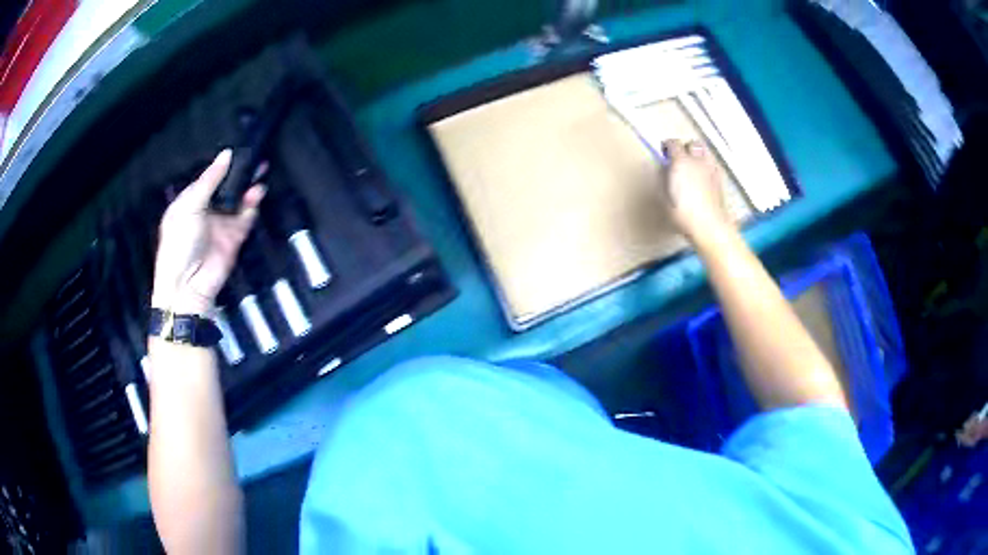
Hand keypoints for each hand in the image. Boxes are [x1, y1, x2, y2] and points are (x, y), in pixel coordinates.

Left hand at [151, 150, 265, 314]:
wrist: (188, 285)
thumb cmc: (179, 243)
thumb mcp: (189, 206)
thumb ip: (209, 180)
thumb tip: (226, 154)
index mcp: (190, 201)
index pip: (208, 177)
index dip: (222, 165)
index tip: (237, 150)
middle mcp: (206, 210)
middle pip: (226, 187)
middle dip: (239, 174)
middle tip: (254, 158)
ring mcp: (221, 224)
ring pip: (238, 200)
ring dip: (247, 187)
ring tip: (259, 171)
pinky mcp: (234, 237)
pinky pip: (245, 218)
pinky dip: (252, 206)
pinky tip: (256, 193)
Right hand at [658, 139, 731, 239]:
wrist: (710, 226)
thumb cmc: (683, 214)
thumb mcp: (664, 197)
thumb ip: (663, 179)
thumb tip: (664, 169)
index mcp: (681, 162)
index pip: (673, 143)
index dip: (667, 146)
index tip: (664, 153)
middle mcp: (697, 161)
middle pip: (693, 143)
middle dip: (686, 147)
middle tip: (680, 157)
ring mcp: (711, 169)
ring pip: (706, 151)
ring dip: (699, 153)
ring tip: (694, 164)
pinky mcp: (720, 179)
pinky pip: (714, 164)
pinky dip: (708, 165)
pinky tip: (705, 176)